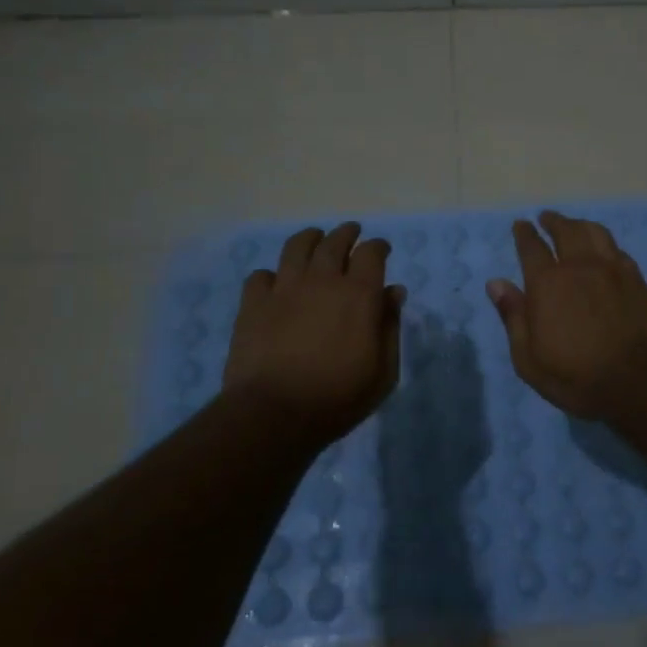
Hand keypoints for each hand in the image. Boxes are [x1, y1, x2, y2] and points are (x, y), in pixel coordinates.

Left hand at [224, 222, 404, 444]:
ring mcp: (283, 289)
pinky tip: (276, 284)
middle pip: (334, 242)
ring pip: (296, 247)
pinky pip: (261, 276)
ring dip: (309, 239)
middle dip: (346, 234)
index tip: (381, 249)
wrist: (275, 413)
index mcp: (358, 294)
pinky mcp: (253, 304)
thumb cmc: (338, 397)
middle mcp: (321, 280)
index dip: (378, 247)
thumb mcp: (383, 371)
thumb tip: (393, 292)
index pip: (371, 253)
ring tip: (314, 239)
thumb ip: (390, 327)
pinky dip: (272, 275)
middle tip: (350, 233)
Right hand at [487, 211, 646, 418]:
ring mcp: (612, 269)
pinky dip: (605, 243)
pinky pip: (617, 249)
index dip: (524, 233)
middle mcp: (580, 266)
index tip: (521, 225)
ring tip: (574, 226)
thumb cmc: (576, 376)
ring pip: (595, 233)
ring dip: (580, 225)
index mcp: (548, 283)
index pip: (531, 247)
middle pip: (566, 231)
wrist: (639, 381)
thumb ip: (513, 317)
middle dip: (553, 221)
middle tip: (546, 218)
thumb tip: (496, 284)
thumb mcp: (529, 358)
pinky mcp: (637, 279)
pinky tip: (604, 250)